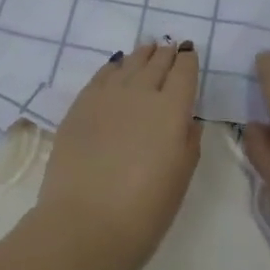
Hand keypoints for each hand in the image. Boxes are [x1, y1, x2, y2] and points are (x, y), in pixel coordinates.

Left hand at [35, 41, 202, 269]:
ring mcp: (106, 97)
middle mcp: (140, 93)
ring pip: (128, 65)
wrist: (85, 223)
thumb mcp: (181, 178)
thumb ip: (188, 142)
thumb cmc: (144, 209)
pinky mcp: (79, 107)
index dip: (188, 60)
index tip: (190, 52)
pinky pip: (100, 76)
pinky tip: (115, 66)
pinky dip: (112, 67)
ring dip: (140, 55)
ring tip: (146, 49)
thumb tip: (186, 120)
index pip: (184, 73)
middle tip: (169, 46)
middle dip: (165, 54)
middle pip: (156, 64)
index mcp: (172, 109)